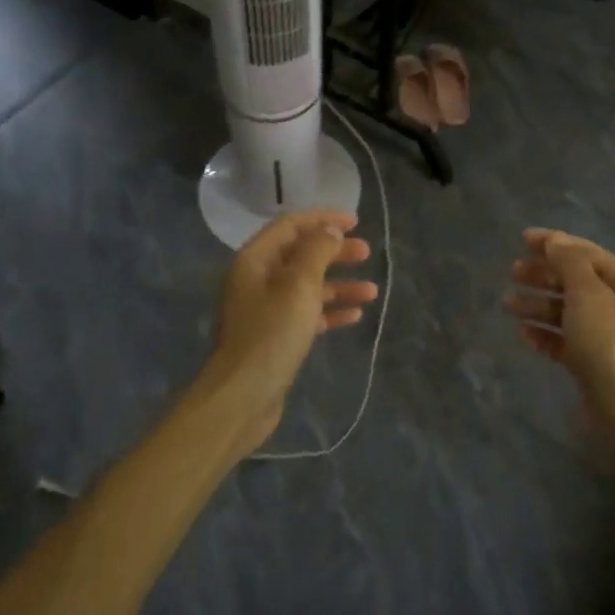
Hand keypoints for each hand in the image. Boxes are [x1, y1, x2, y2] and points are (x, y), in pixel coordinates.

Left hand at [202, 210, 375, 453]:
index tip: (355, 222)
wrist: (243, 395)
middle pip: (300, 254)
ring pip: (307, 286)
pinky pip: (306, 313)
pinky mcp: (275, 336)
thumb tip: (330, 231)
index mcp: (255, 260)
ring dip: (339, 285)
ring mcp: (265, 309)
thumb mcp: (299, 285)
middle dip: (335, 252)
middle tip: (366, 252)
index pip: (290, 225)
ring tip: (371, 291)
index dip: (323, 219)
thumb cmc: (272, 333)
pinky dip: (329, 311)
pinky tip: (354, 315)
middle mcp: (257, 279)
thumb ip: (317, 252)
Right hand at [504, 229, 614, 468]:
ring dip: (537, 304)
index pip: (587, 254)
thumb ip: (569, 263)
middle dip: (543, 275)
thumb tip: (556, 241)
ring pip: (566, 312)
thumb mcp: (588, 294)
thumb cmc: (609, 343)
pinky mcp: (592, 364)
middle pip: (575, 282)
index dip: (555, 243)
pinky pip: (564, 341)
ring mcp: (606, 338)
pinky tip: (524, 334)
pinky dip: (545, 334)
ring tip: (508, 304)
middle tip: (512, 272)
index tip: (522, 239)